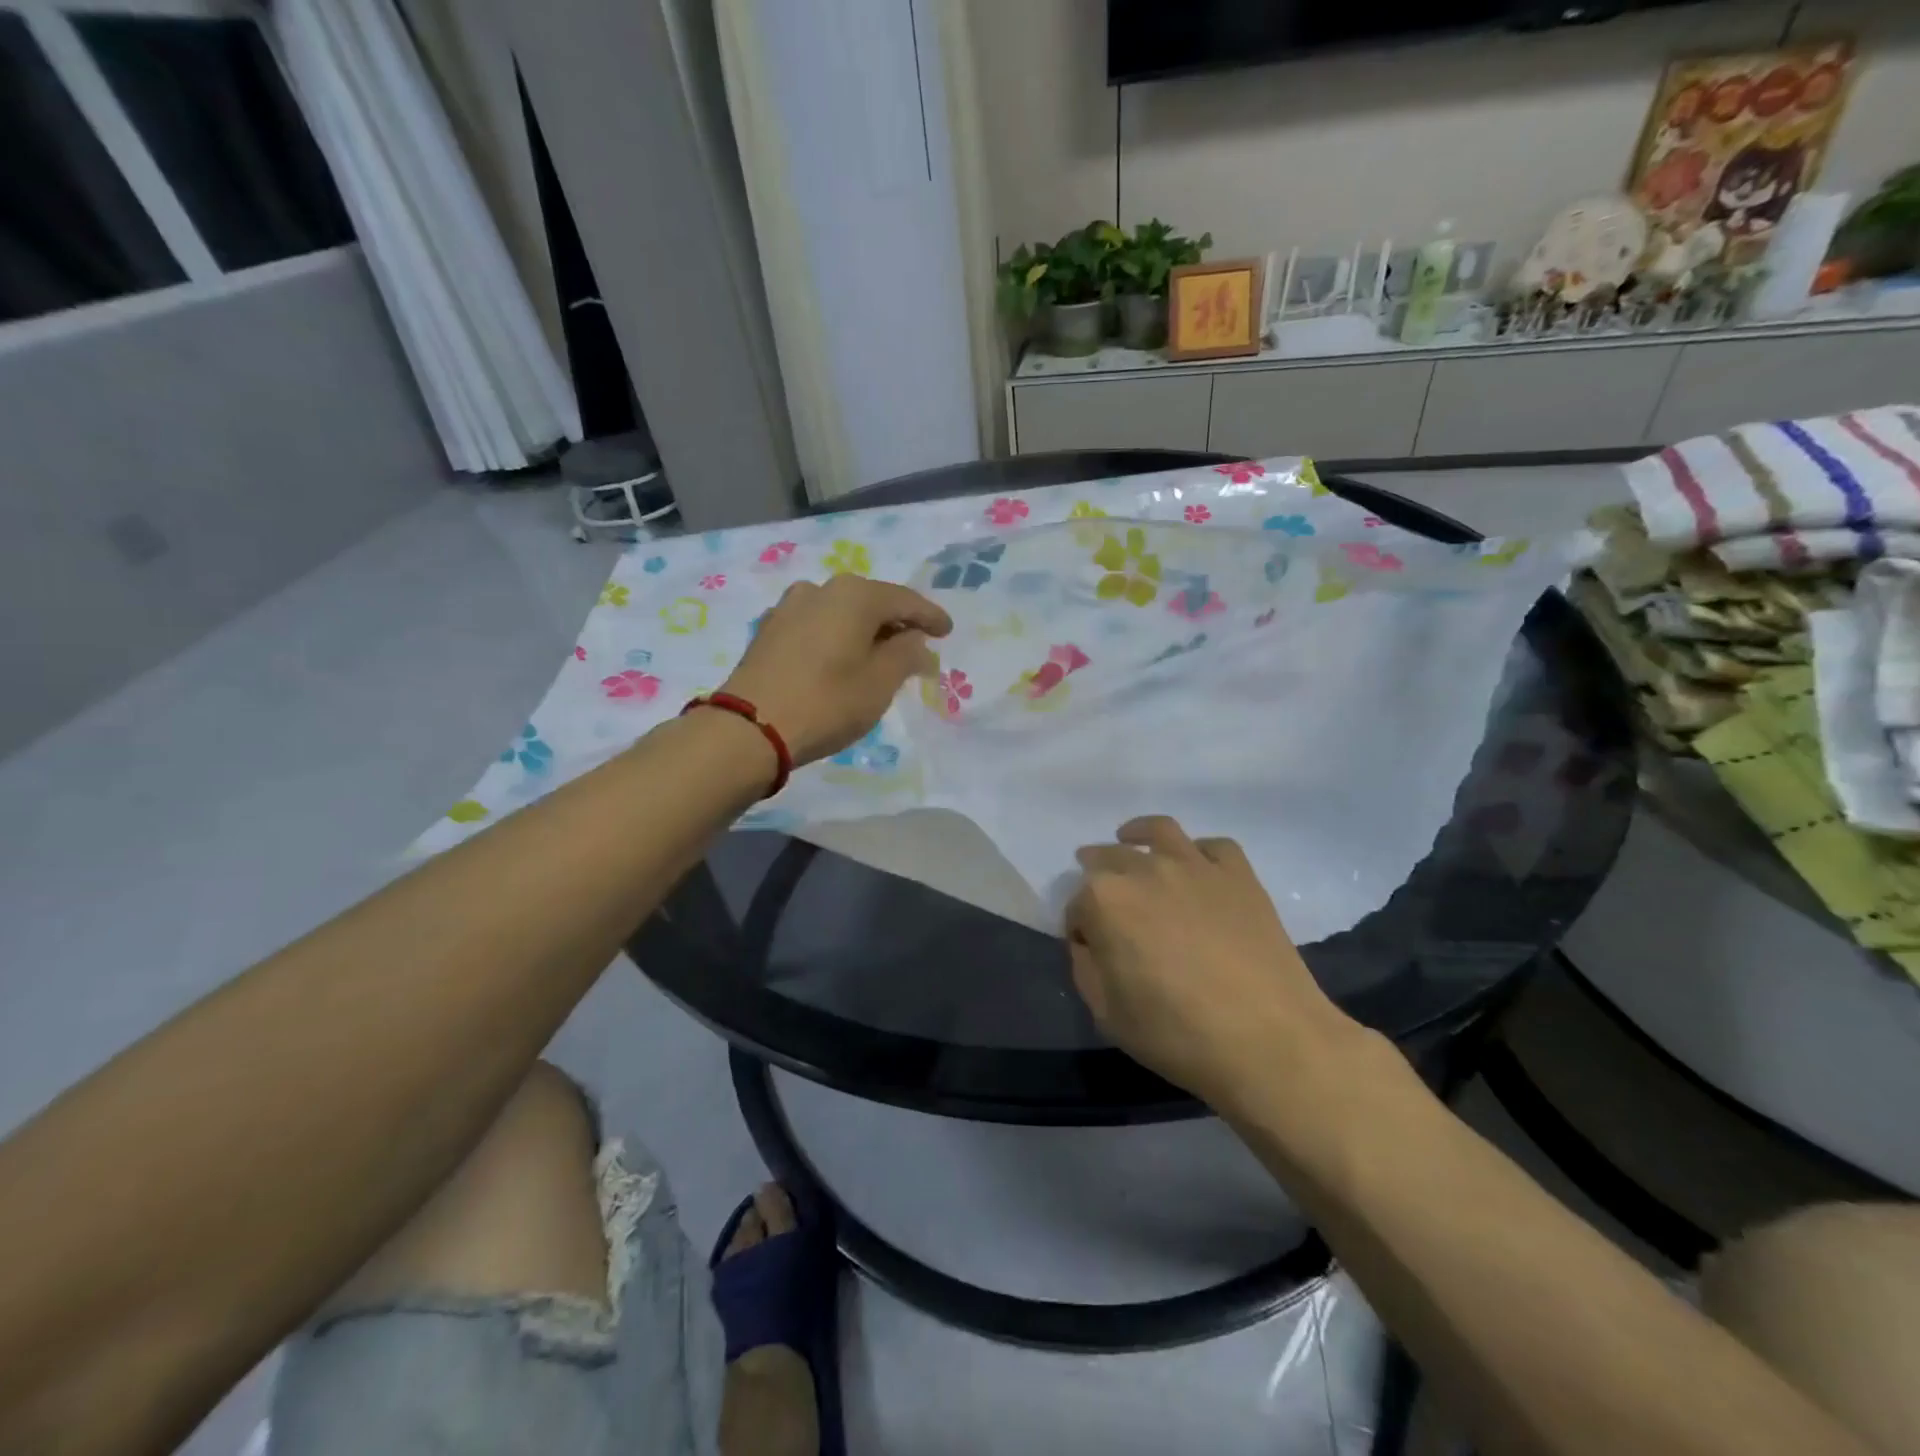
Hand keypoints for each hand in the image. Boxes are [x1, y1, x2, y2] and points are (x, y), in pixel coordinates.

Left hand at [719, 575, 951, 764]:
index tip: (947, 631)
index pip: (904, 600)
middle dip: (896, 624)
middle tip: (916, 646)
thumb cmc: (826, 703)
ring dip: (863, 631)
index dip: (930, 617)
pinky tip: (841, 658)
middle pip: (871, 602)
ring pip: (841, 613)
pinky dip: (837, 638)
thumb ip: (906, 654)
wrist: (749, 727)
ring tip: (878, 655)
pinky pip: (817, 626)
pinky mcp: (769, 630)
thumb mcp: (880, 683)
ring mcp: (789, 607)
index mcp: (854, 595)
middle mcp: (821, 589)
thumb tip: (915, 640)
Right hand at [1066, 816, 1362, 1110]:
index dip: (1078, 927)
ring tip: (1132, 839)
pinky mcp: (1239, 875)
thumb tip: (1090, 944)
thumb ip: (1086, 968)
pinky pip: (1213, 846)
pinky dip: (1198, 851)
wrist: (1268, 1039)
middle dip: (1097, 872)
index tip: (1089, 948)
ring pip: (1159, 831)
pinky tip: (1195, 864)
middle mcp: (1145, 869)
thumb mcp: (1106, 1014)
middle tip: (1102, 896)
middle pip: (1109, 857)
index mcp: (1105, 901)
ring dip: (1137, 835)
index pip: (1076, 904)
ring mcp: (1195, 866)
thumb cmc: (1177, 1033)